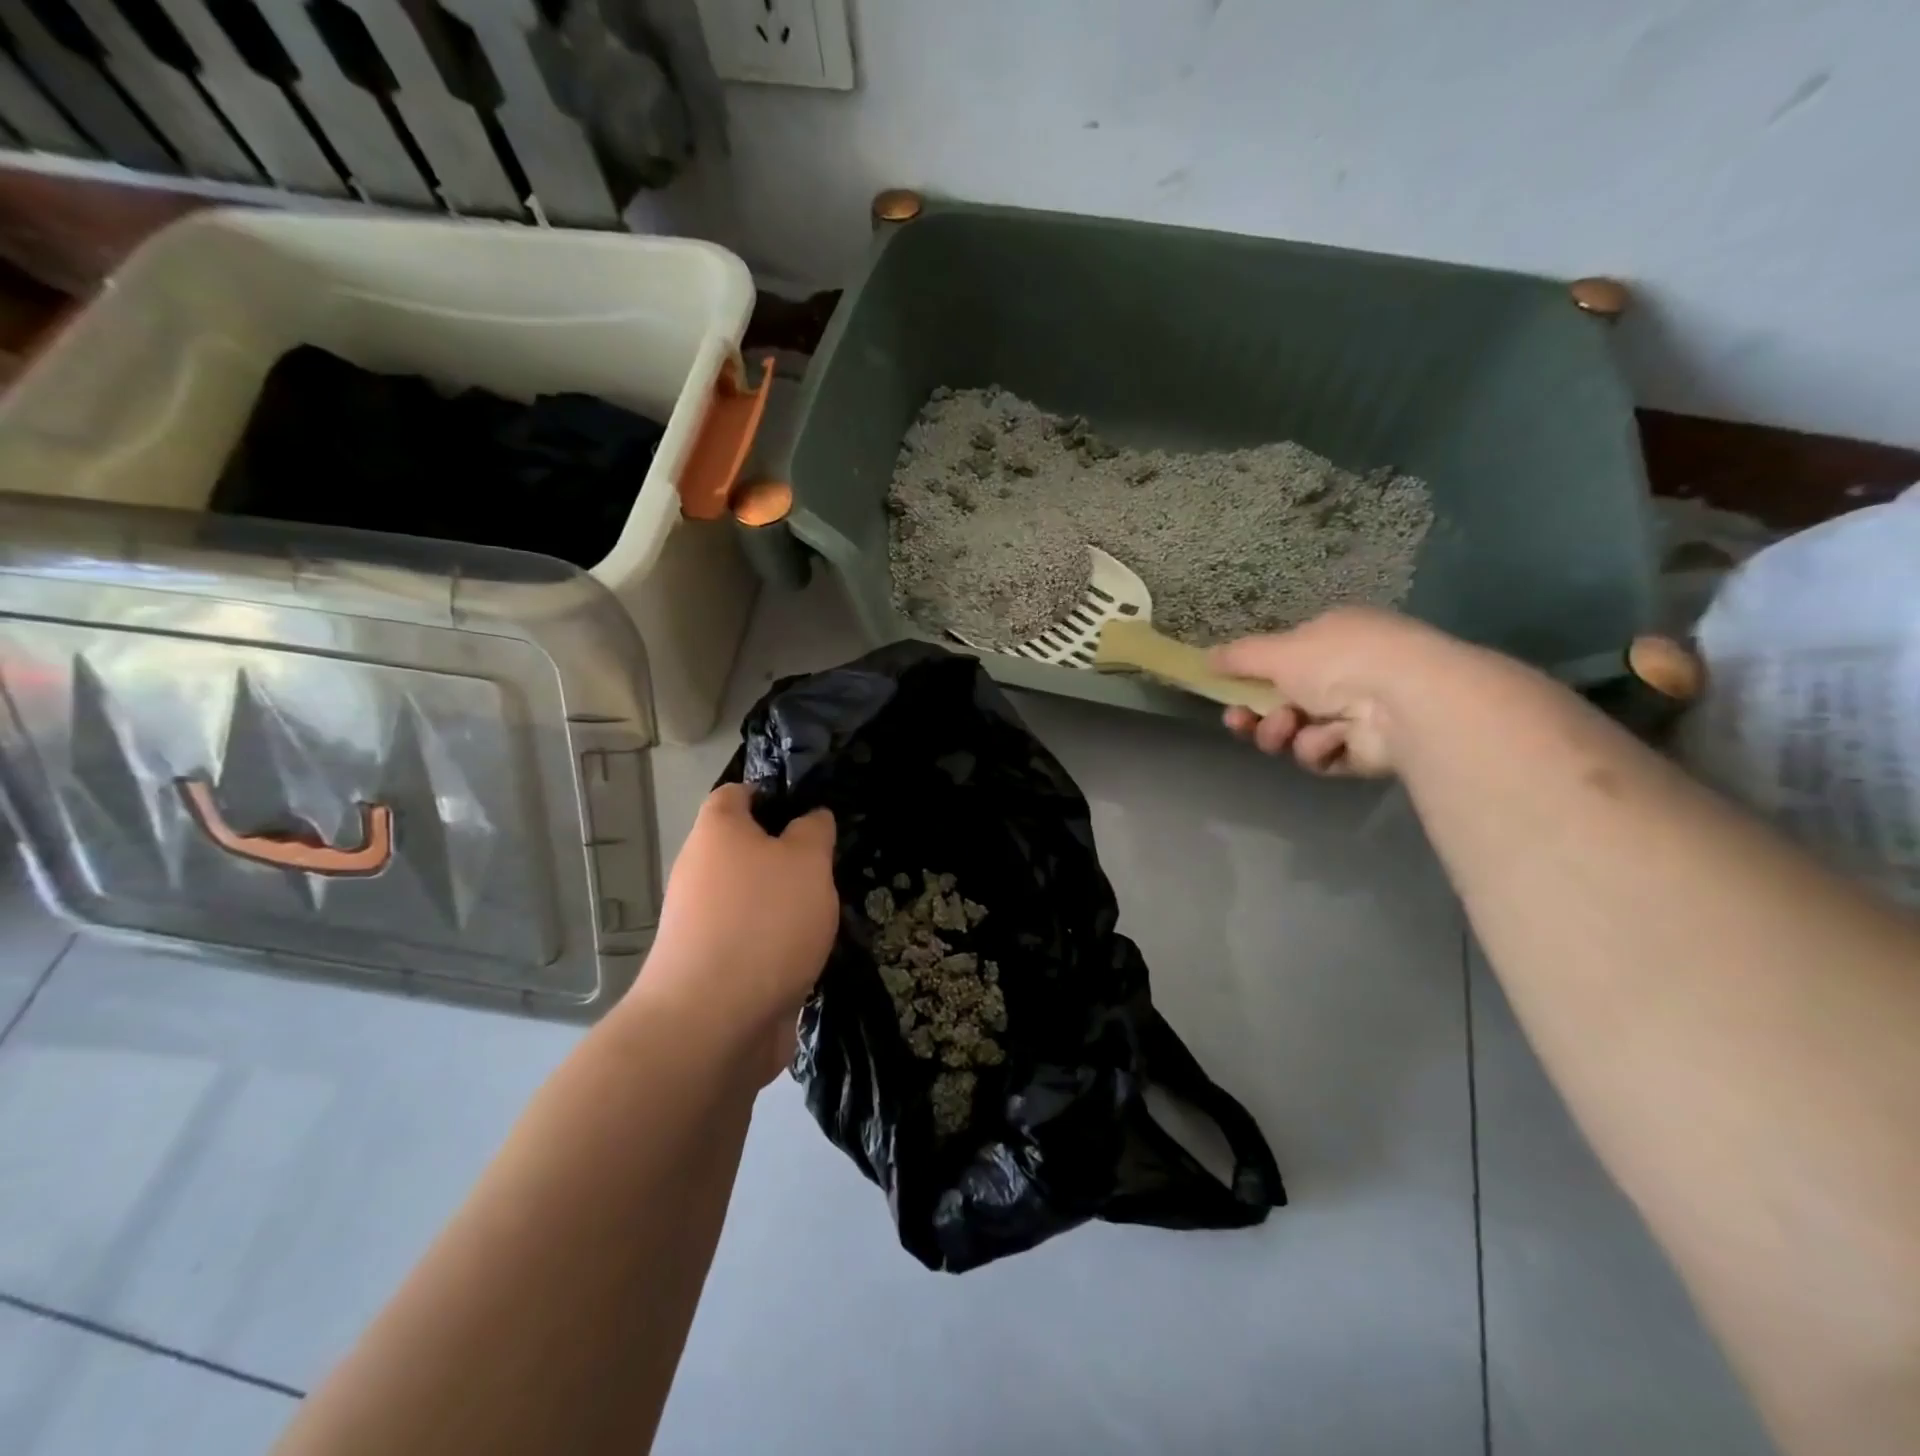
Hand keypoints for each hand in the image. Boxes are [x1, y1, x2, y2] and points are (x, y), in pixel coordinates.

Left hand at [634, 784, 836, 1082]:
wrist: (713, 1023)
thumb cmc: (764, 921)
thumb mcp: (807, 861)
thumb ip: (814, 832)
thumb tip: (811, 818)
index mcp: (717, 833)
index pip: (737, 793)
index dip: (773, 792)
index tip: (813, 806)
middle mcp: (701, 872)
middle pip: (747, 848)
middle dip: (790, 855)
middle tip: (832, 863)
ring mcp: (703, 923)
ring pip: (753, 897)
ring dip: (789, 903)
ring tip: (832, 909)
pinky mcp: (713, 968)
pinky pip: (754, 939)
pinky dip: (780, 943)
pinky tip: (813, 952)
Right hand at [1210, 607, 1467, 776]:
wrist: (1404, 702)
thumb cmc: (1339, 662)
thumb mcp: (1277, 651)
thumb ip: (1237, 657)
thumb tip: (1204, 659)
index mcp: (1332, 639)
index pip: (1283, 660)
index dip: (1251, 679)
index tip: (1228, 694)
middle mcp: (1346, 674)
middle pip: (1283, 702)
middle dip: (1258, 715)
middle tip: (1240, 722)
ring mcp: (1357, 714)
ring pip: (1296, 732)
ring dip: (1282, 732)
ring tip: (1288, 728)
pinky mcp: (1365, 751)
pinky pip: (1322, 754)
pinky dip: (1319, 748)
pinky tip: (1332, 739)